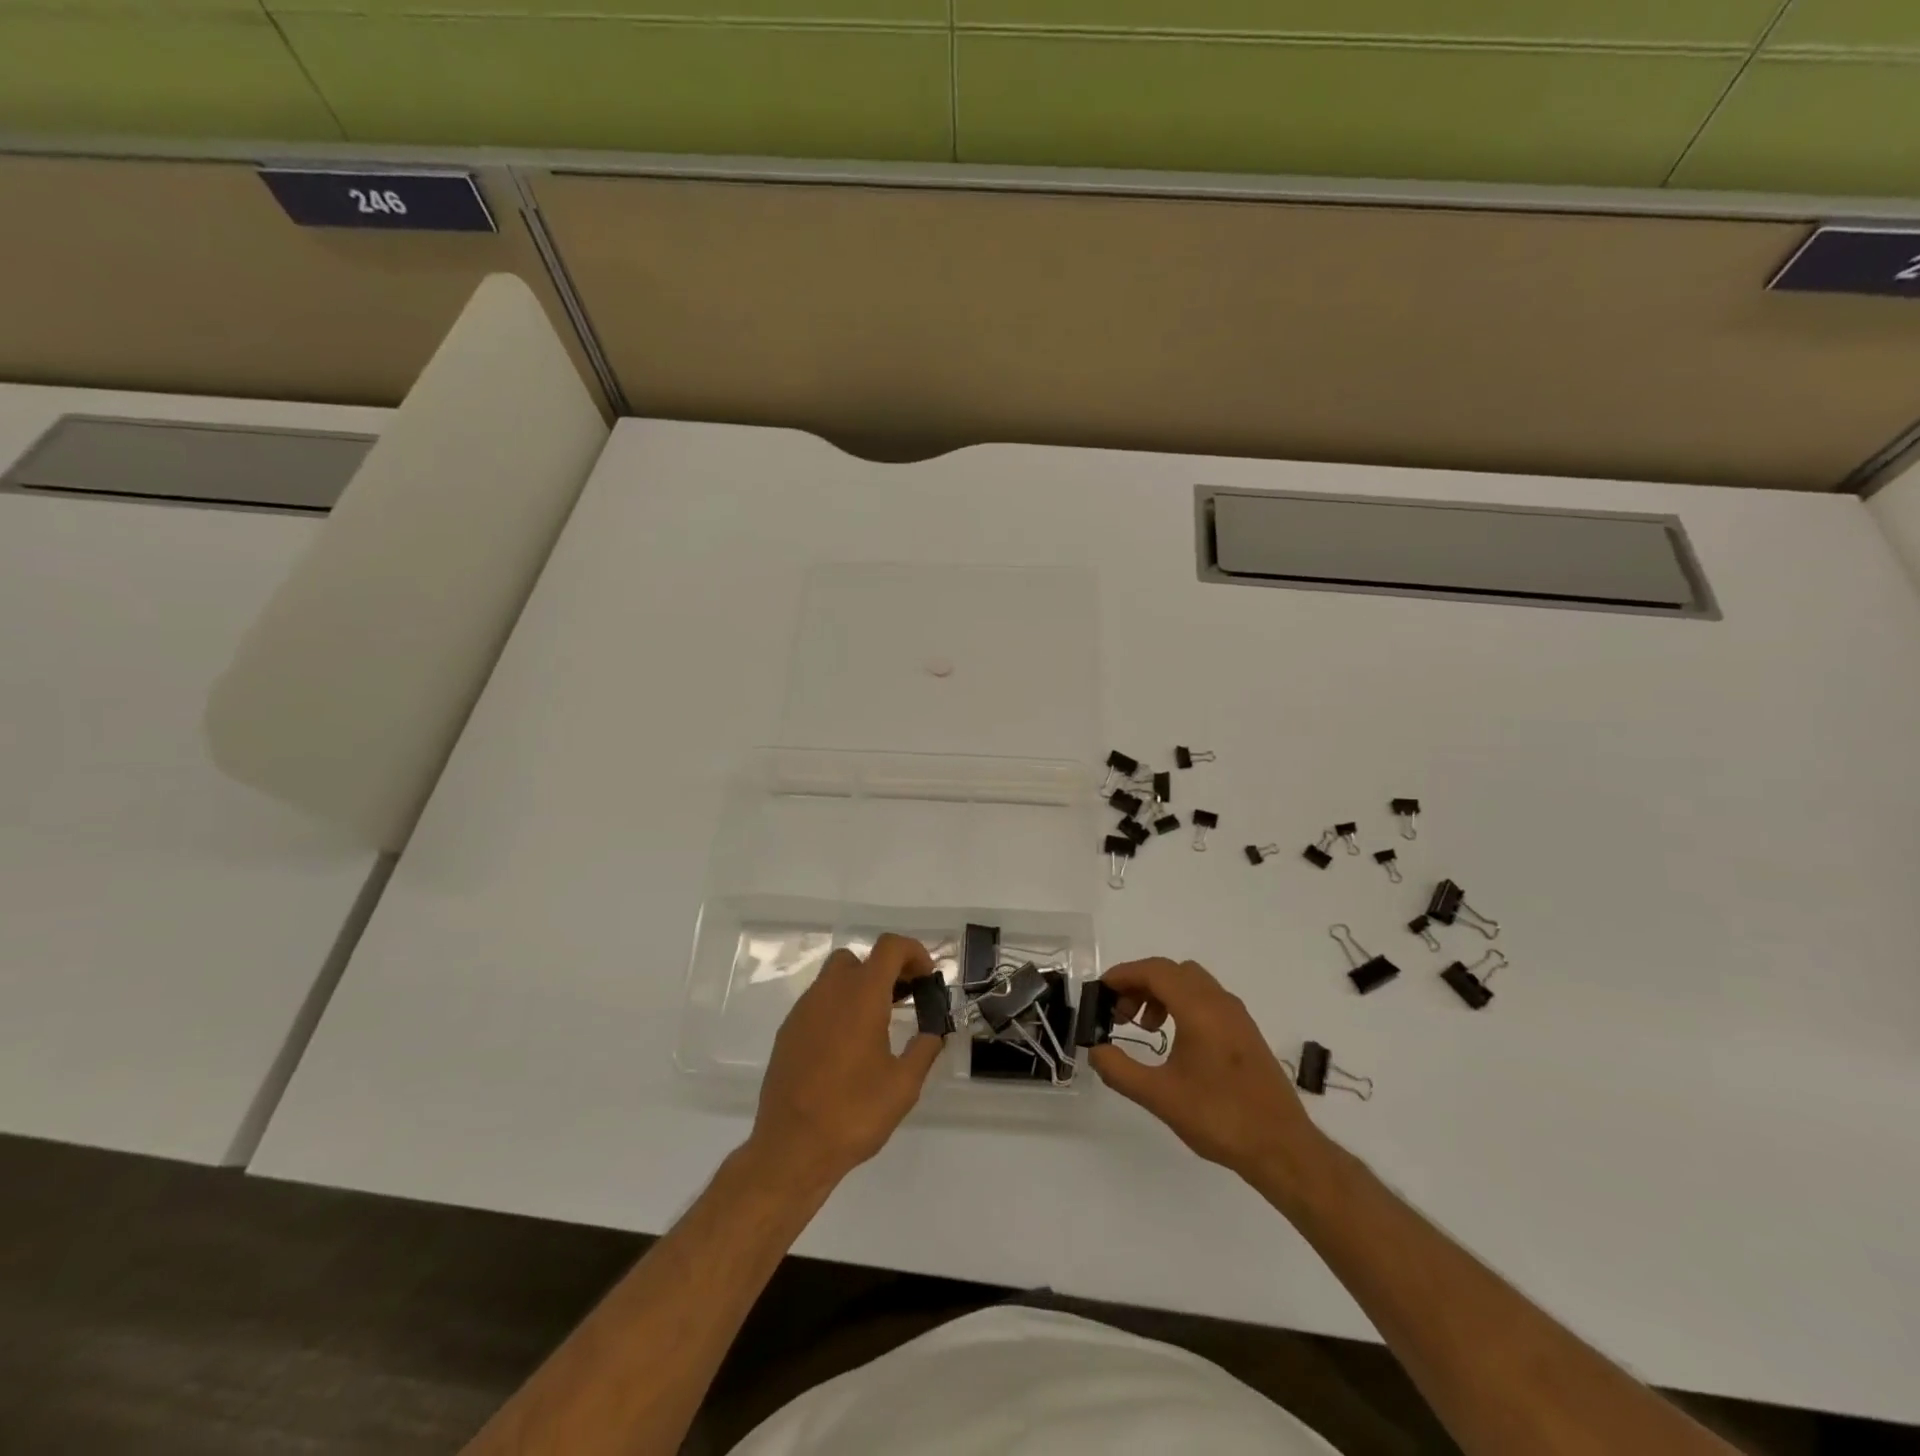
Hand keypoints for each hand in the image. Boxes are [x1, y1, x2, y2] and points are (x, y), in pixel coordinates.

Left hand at [749, 934, 945, 1193]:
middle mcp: (829, 992)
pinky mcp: (788, 1031)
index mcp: (861, 996)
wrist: (790, 1149)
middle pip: (860, 958)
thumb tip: (933, 1031)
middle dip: (885, 969)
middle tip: (905, 998)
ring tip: (879, 1023)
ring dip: (860, 987)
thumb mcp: (904, 1085)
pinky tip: (848, 1046)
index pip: (889, 947)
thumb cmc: (853, 1113)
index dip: (914, 952)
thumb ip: (924, 1049)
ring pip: (835, 978)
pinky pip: (818, 1002)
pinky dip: (838, 1007)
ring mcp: (803, 1010)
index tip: (927, 978)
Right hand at [1090, 957, 1323, 1184]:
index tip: (1101, 991)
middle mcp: (1220, 1002)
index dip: (1124, 975)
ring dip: (1162, 994)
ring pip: (1191, 983)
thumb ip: (1120, 1070)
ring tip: (1145, 1028)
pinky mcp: (1246, 1032)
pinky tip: (1174, 1041)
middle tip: (1119, 1014)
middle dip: (1140, 984)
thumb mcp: (1159, 1096)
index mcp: (1199, 1008)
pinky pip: (1207, 1000)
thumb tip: (1095, 1051)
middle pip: (1172, 971)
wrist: (1282, 1147)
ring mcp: (1237, 1016)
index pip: (1155, 971)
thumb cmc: (1219, 1117)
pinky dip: (1182, 1005)